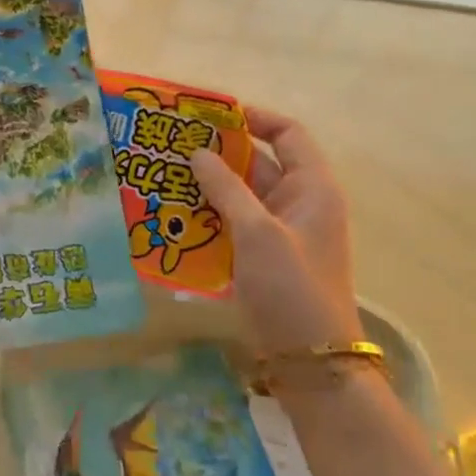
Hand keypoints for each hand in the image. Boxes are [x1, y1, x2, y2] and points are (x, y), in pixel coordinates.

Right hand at [189, 109, 361, 354]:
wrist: (311, 360)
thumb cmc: (291, 287)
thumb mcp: (257, 232)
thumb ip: (226, 188)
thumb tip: (197, 152)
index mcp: (312, 187)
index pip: (288, 134)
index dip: (253, 118)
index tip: (211, 115)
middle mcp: (299, 202)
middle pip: (258, 162)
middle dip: (217, 152)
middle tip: (171, 144)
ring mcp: (281, 230)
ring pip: (240, 194)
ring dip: (207, 184)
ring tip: (163, 174)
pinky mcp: (263, 255)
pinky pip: (233, 221)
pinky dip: (208, 213)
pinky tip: (174, 213)